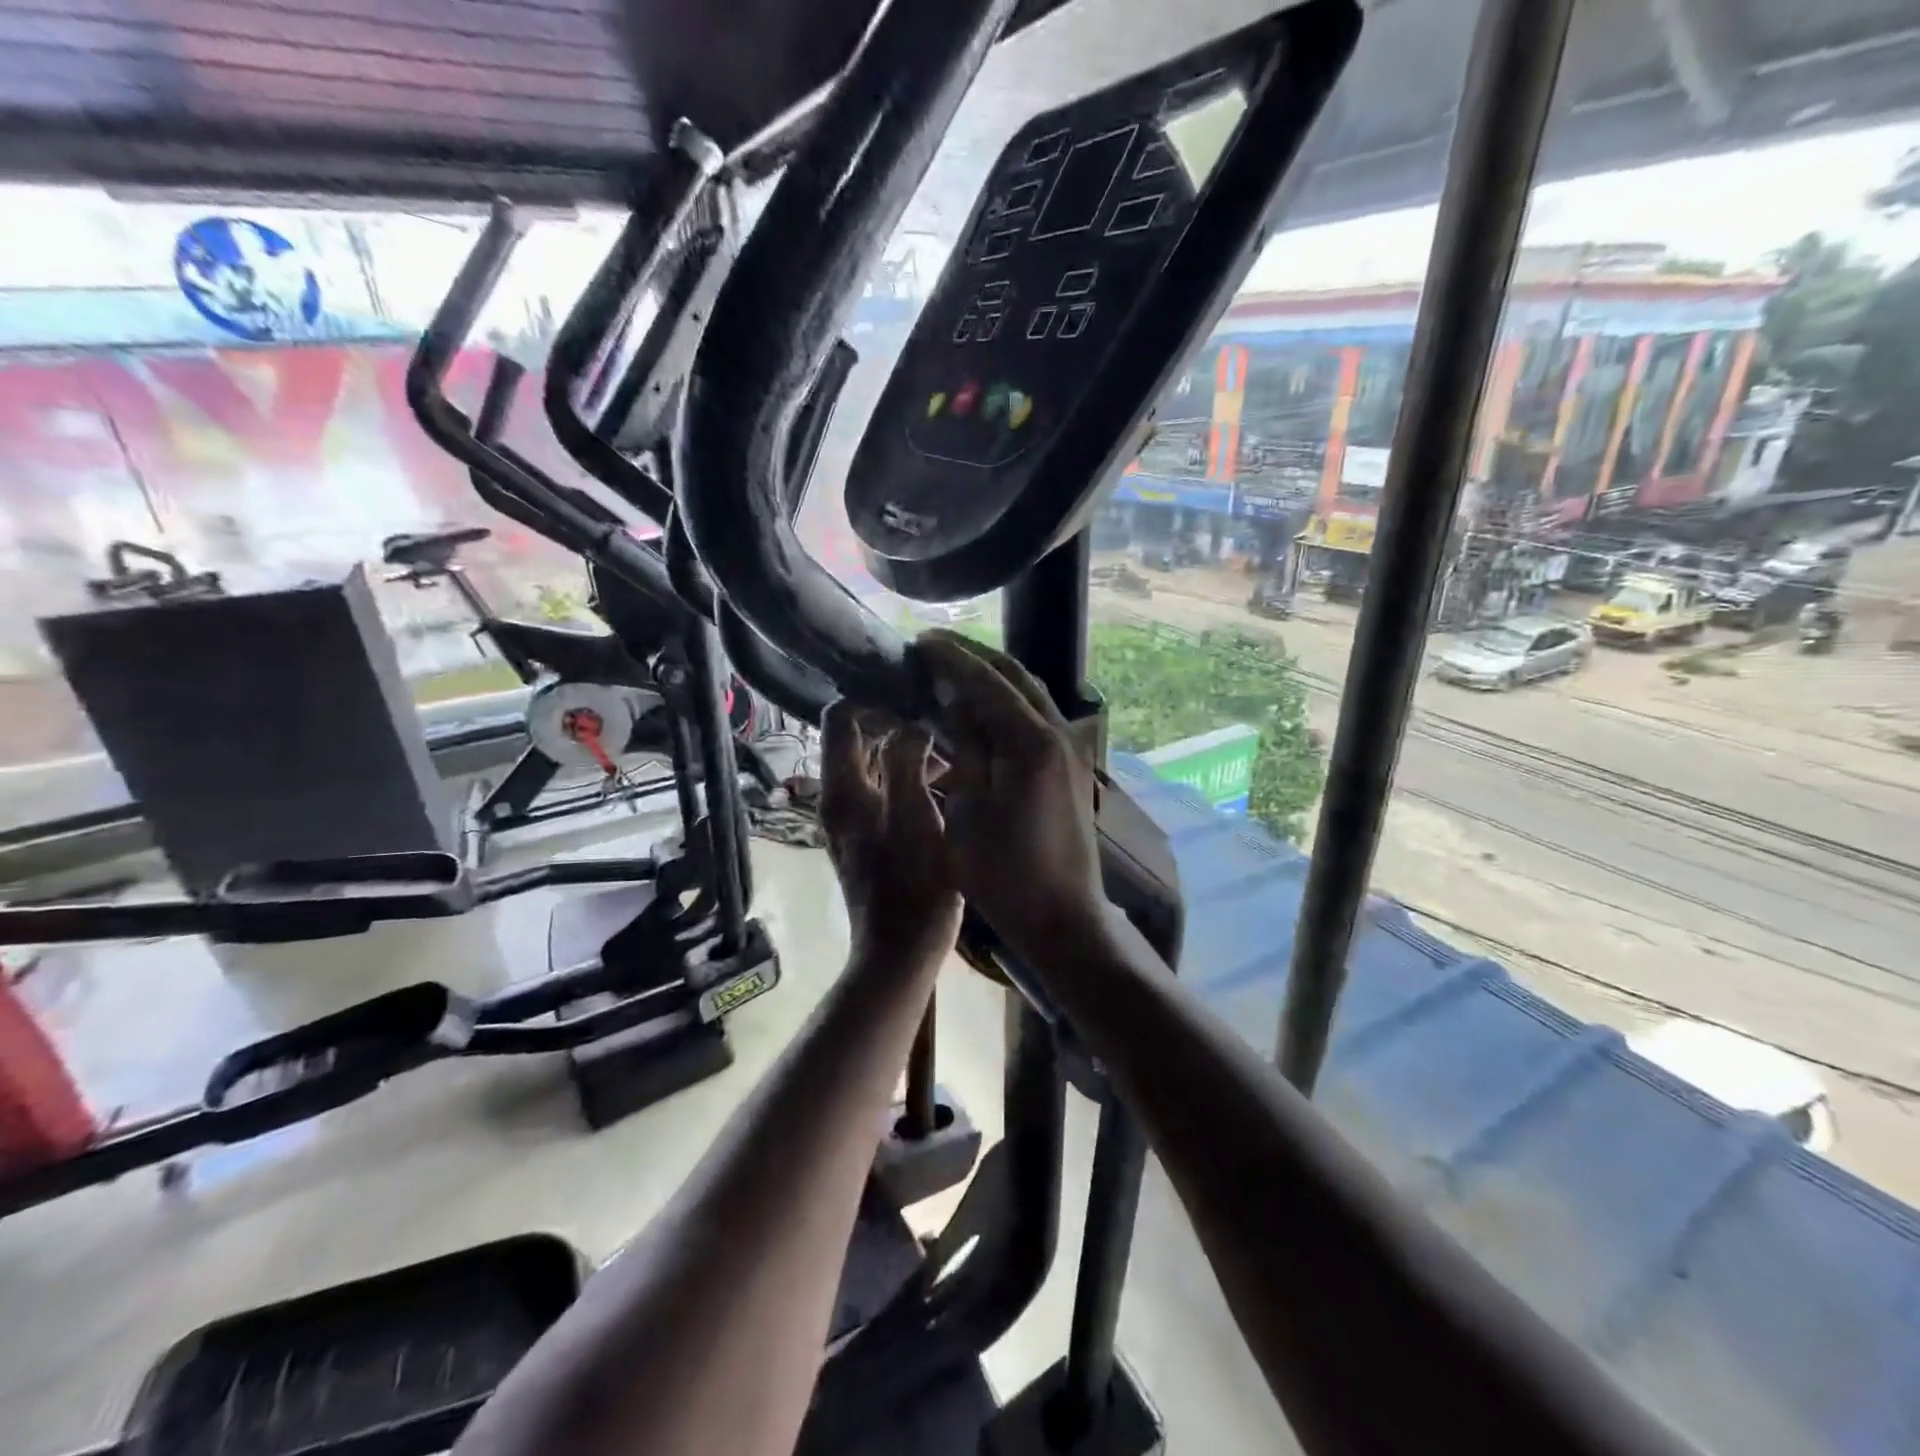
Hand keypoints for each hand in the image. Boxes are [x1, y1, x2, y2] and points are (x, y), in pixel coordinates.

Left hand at [819, 699, 961, 964]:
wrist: (901, 951)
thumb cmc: (913, 885)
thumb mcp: (915, 815)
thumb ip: (908, 761)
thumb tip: (911, 725)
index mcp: (843, 789)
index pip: (840, 717)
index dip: (874, 698)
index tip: (915, 694)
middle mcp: (840, 797)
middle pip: (858, 737)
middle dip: (897, 720)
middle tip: (941, 713)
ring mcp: (855, 818)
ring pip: (877, 763)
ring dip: (909, 749)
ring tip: (953, 743)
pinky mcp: (873, 834)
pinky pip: (888, 788)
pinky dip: (912, 776)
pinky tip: (949, 778)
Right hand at [914, 632, 1108, 967]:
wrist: (1062, 916)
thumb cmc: (1003, 873)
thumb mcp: (966, 810)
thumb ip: (965, 748)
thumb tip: (957, 703)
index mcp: (1029, 741)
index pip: (986, 680)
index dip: (951, 658)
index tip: (919, 641)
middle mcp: (1057, 732)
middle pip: (1015, 675)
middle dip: (974, 656)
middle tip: (934, 646)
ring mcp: (1070, 748)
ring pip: (1031, 692)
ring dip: (994, 675)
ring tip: (955, 668)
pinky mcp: (1071, 765)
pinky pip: (1038, 714)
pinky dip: (1009, 699)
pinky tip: (985, 707)